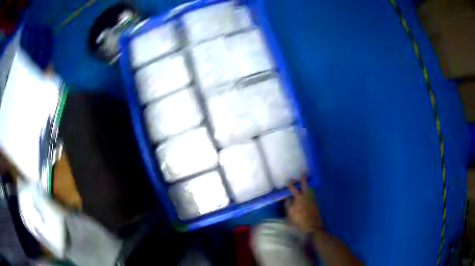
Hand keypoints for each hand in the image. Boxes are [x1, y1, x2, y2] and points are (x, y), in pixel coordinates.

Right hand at [286, 175, 321, 232]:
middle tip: (302, 173)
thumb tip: (287, 197)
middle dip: (303, 179)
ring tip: (304, 183)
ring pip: (310, 189)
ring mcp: (312, 199)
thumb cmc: (299, 220)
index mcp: (299, 198)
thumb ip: (288, 204)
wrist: (312, 225)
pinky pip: (311, 193)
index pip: (294, 189)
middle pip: (305, 185)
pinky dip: (309, 190)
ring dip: (307, 185)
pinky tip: (307, 192)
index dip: (290, 185)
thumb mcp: (290, 213)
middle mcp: (307, 196)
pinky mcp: (315, 202)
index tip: (287, 181)